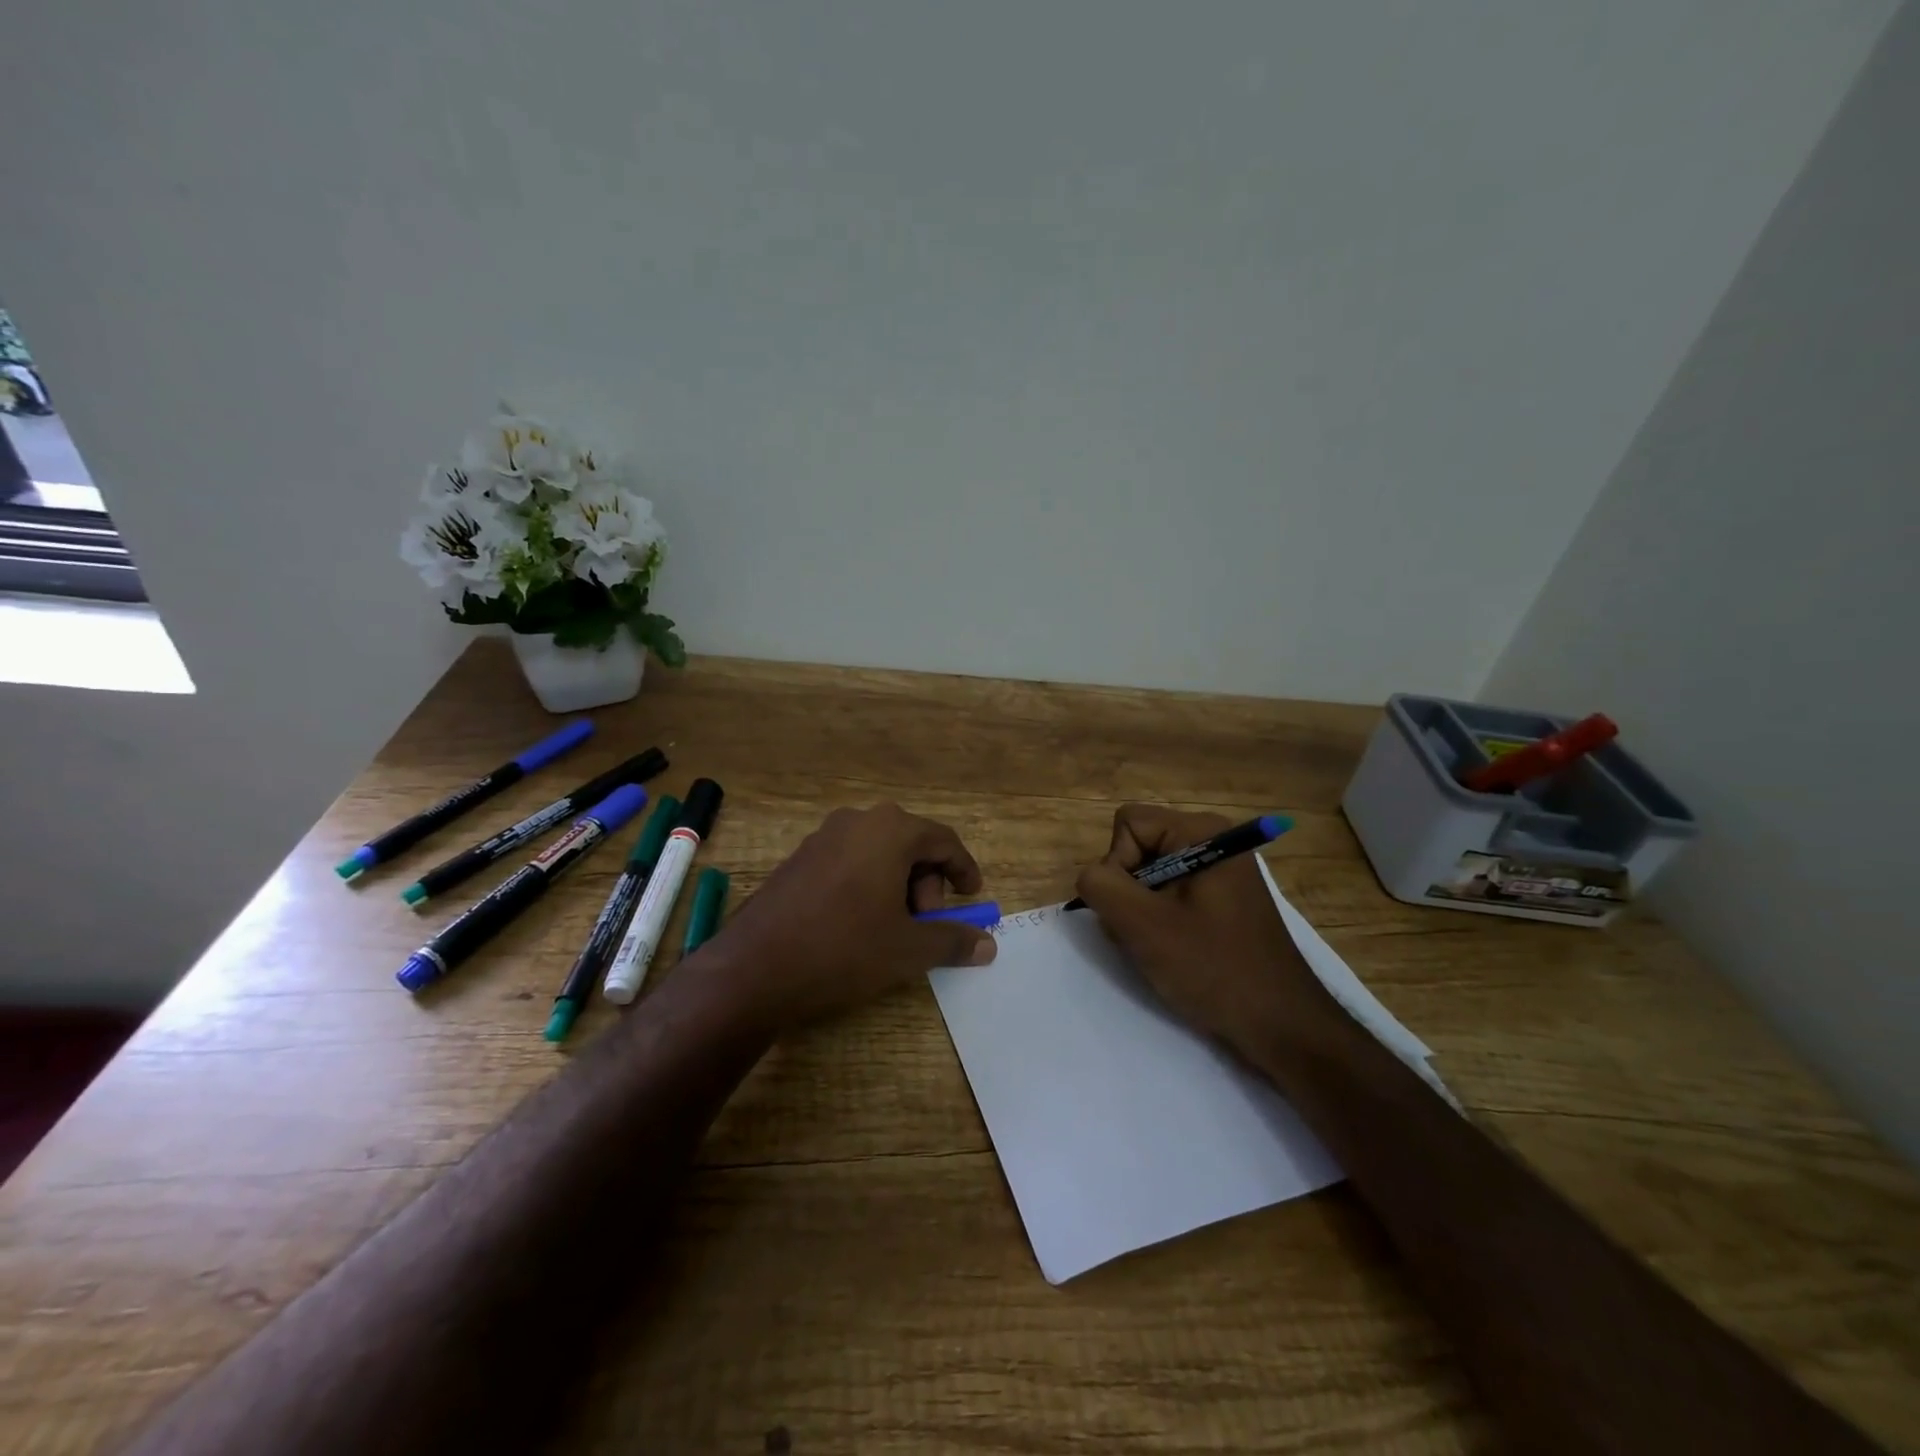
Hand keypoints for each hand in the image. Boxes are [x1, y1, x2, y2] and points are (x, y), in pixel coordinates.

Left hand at [704, 803, 997, 1028]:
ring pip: (878, 854)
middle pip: (910, 845)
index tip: (972, 898)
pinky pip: (849, 863)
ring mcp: (822, 838)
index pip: (943, 840)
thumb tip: (988, 944)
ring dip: (897, 887)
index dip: (964, 869)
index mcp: (889, 830)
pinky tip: (857, 926)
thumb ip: (952, 940)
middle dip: (927, 885)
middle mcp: (856, 822)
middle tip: (926, 926)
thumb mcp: (908, 949)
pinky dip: (867, 887)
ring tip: (892, 931)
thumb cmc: (844, 949)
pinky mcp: (798, 859)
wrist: (754, 968)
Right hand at [1073, 804, 1332, 1055]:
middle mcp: (1213, 841)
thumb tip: (1090, 876)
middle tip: (1146, 934)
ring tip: (1160, 948)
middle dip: (1128, 891)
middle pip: (1138, 847)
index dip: (1118, 865)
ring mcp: (1219, 871)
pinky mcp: (1221, 900)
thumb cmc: (1214, 969)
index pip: (1128, 825)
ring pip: (1149, 875)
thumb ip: (1101, 886)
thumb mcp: (1143, 926)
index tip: (1136, 910)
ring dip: (1140, 912)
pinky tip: (1174, 952)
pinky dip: (1159, 921)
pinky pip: (1169, 895)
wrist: (1281, 1025)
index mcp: (1201, 832)